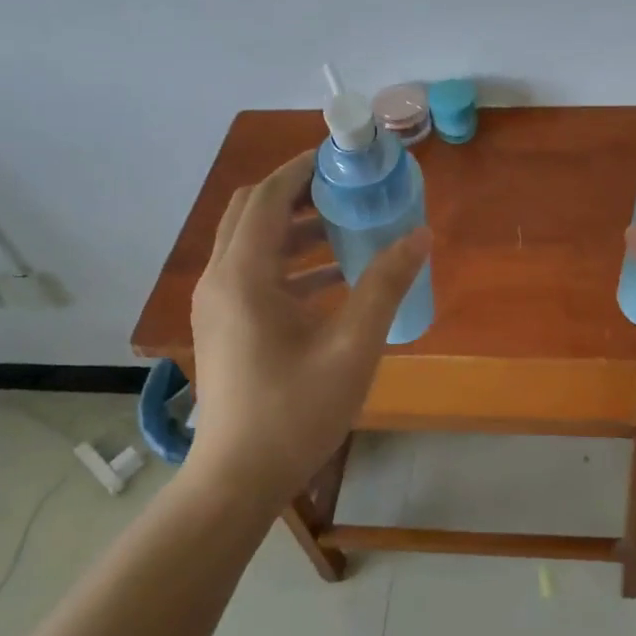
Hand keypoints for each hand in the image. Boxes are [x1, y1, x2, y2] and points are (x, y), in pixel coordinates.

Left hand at [187, 151, 430, 509]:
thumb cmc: (295, 411)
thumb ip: (385, 285)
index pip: (269, 196)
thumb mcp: (352, 346)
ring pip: (252, 243)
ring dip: (295, 228)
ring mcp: (216, 304)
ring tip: (346, 226)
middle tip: (346, 187)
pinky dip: (289, 262)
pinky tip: (332, 279)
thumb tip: (419, 235)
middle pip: (253, 211)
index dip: (303, 168)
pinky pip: (253, 273)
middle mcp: (220, 279)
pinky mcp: (223, 326)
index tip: (342, 156)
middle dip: (298, 191)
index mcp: (244, 275)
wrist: (238, 479)